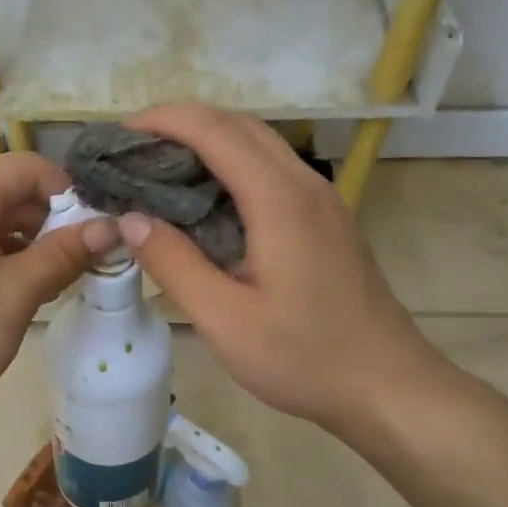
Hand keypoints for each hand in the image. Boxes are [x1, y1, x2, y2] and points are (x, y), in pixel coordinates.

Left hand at [0, 153, 117, 437]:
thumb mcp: (16, 295)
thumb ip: (63, 254)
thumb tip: (110, 227)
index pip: (27, 167)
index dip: (68, 192)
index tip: (94, 230)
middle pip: (6, 190)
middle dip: (48, 220)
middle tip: (80, 262)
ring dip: (24, 240)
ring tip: (52, 281)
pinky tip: (14, 290)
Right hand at [117, 106, 452, 437]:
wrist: (387, 386)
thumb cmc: (305, 358)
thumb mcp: (225, 321)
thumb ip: (174, 265)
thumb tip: (130, 219)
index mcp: (279, 200)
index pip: (215, 131)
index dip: (163, 120)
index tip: (119, 135)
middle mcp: (305, 185)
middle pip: (238, 125)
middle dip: (181, 124)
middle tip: (133, 153)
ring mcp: (322, 199)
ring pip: (259, 145)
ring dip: (208, 142)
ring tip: (160, 171)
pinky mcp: (326, 218)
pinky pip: (272, 170)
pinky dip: (231, 165)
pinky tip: (206, 201)